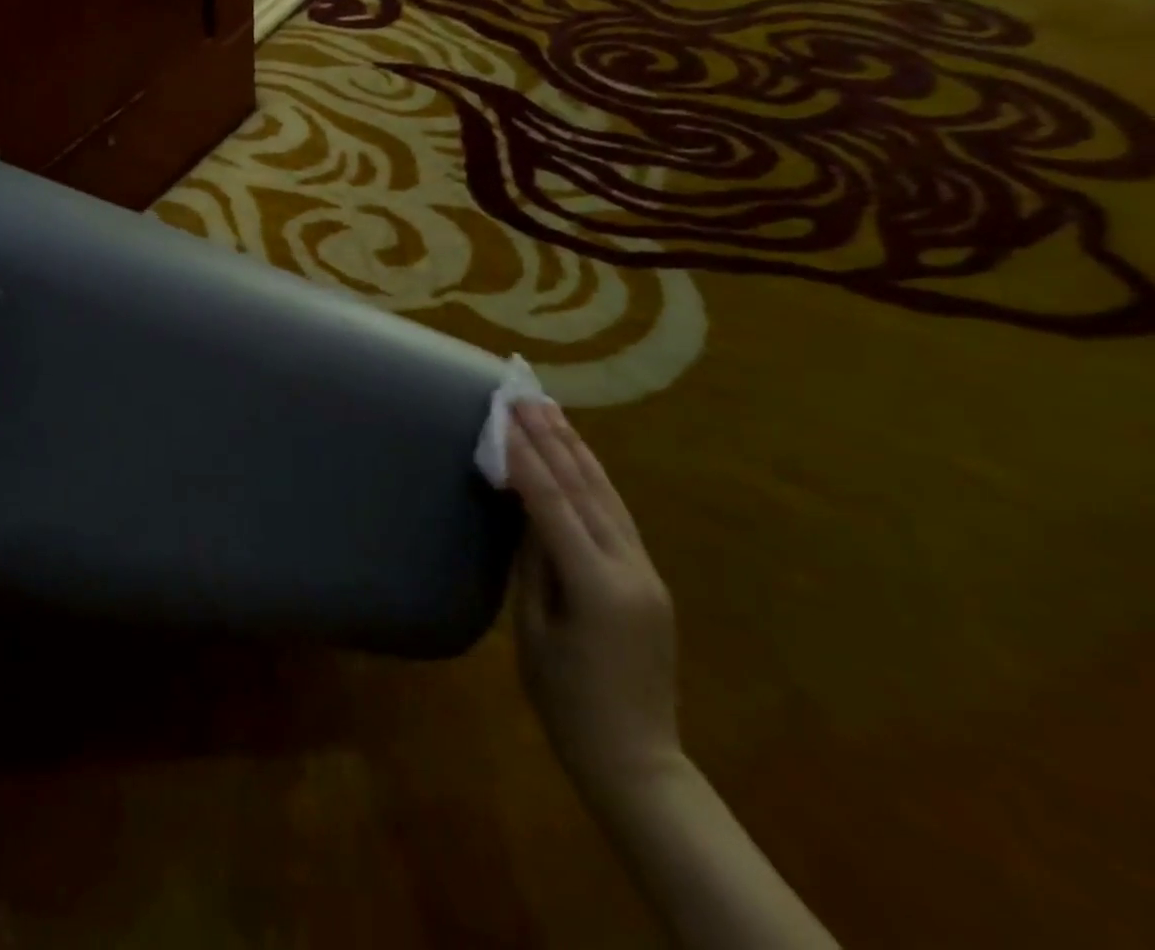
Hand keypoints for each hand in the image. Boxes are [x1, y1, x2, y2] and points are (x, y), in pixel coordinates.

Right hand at [502, 400, 680, 803]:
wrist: (636, 759)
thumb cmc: (566, 702)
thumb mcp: (533, 630)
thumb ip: (534, 562)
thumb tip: (526, 507)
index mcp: (597, 585)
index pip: (554, 503)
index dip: (527, 457)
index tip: (504, 417)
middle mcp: (631, 568)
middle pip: (586, 489)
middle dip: (553, 439)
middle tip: (526, 396)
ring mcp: (647, 571)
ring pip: (608, 496)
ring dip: (577, 450)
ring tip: (553, 411)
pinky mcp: (650, 578)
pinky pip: (617, 517)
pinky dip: (594, 480)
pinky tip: (579, 458)